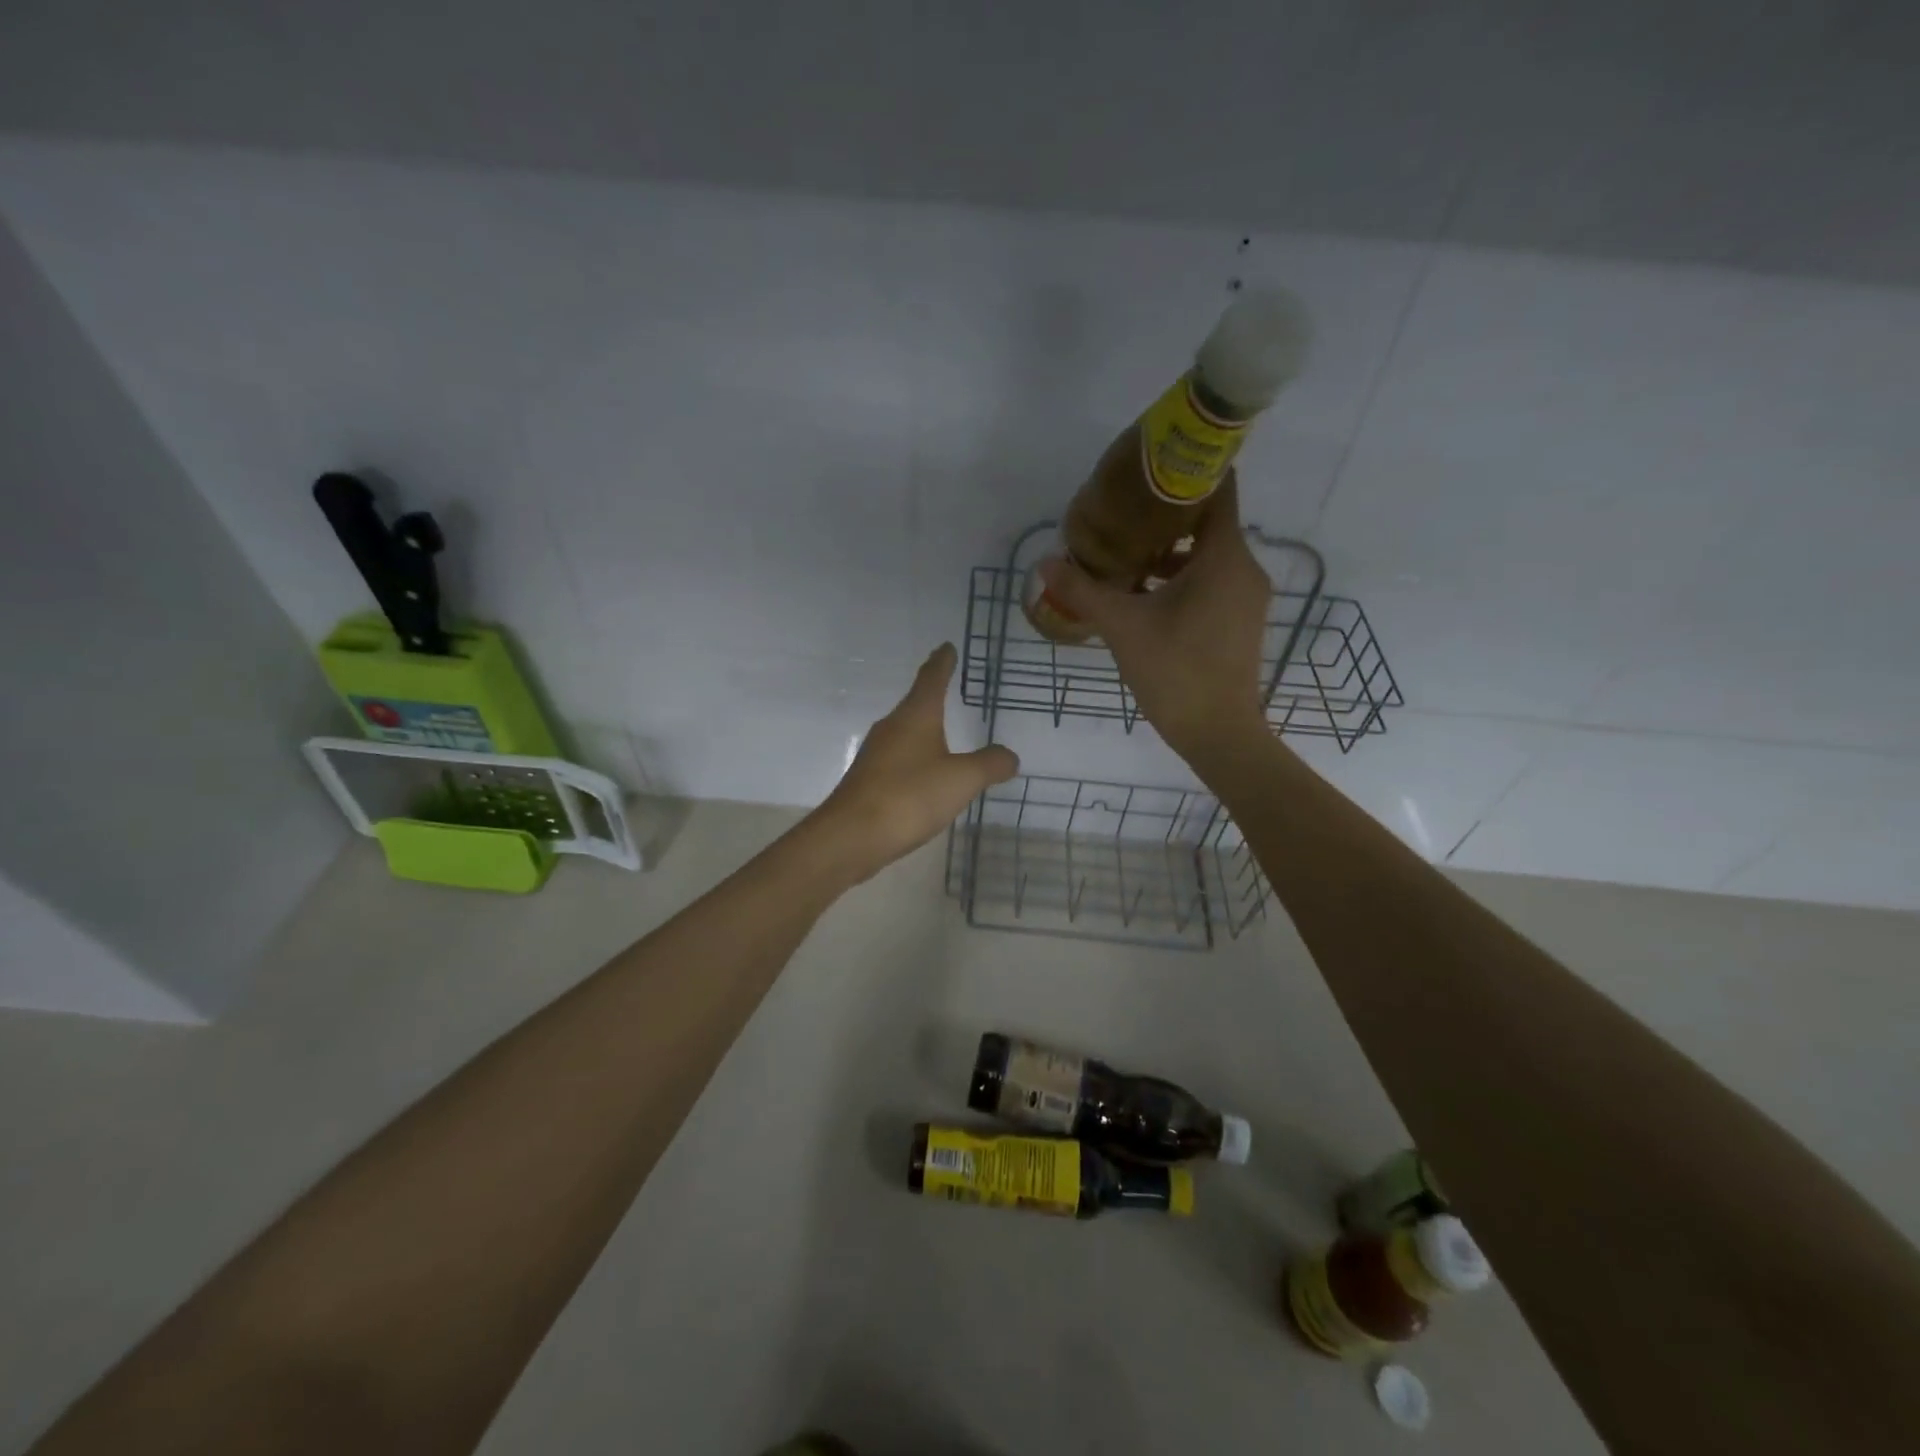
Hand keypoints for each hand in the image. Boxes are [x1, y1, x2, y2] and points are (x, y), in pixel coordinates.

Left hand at [812, 643, 1018, 882]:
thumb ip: (990, 765)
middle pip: (915, 702)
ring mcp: (876, 754)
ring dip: (923, 726)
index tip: (947, 646)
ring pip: (905, 731)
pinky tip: (924, 774)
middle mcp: (892, 728)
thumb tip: (1009, 756)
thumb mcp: (961, 780)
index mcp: (915, 717)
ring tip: (941, 728)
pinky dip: (915, 757)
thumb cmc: (909, 797)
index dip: (942, 662)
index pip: (931, 679)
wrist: (851, 836)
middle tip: (947, 683)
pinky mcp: (869, 780)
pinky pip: (899, 759)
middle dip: (931, 692)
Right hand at [1037, 480, 1272, 765]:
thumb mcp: (1122, 627)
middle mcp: (1244, 568)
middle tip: (1121, 514)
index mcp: (1224, 557)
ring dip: (1171, 553)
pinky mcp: (1240, 621)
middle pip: (1208, 523)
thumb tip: (1045, 562)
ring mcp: (1246, 597)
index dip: (1186, 472)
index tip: (1149, 467)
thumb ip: (1083, 590)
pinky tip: (1145, 594)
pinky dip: (1183, 579)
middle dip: (1166, 516)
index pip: (1217, 490)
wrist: (1218, 734)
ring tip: (1126, 557)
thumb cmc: (1174, 672)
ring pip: (1209, 556)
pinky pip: (1213, 581)